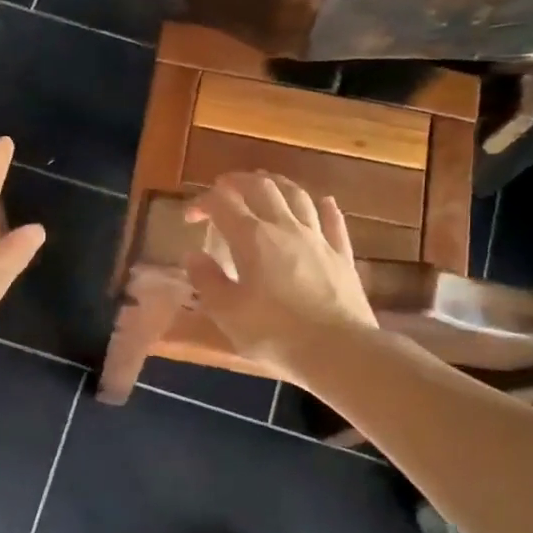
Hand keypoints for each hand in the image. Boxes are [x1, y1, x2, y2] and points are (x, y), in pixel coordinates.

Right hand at [184, 172, 376, 373]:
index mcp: (252, 239)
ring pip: (298, 196)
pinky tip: (323, 201)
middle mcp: (286, 227)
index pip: (222, 204)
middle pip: (262, 188)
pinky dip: (325, 207)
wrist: (339, 350)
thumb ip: (207, 280)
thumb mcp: (228, 313)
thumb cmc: (275, 334)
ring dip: (278, 184)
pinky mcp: (342, 255)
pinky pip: (334, 222)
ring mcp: (318, 239)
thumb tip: (192, 255)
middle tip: (224, 189)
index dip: (202, 202)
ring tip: (266, 183)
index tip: (190, 217)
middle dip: (238, 182)